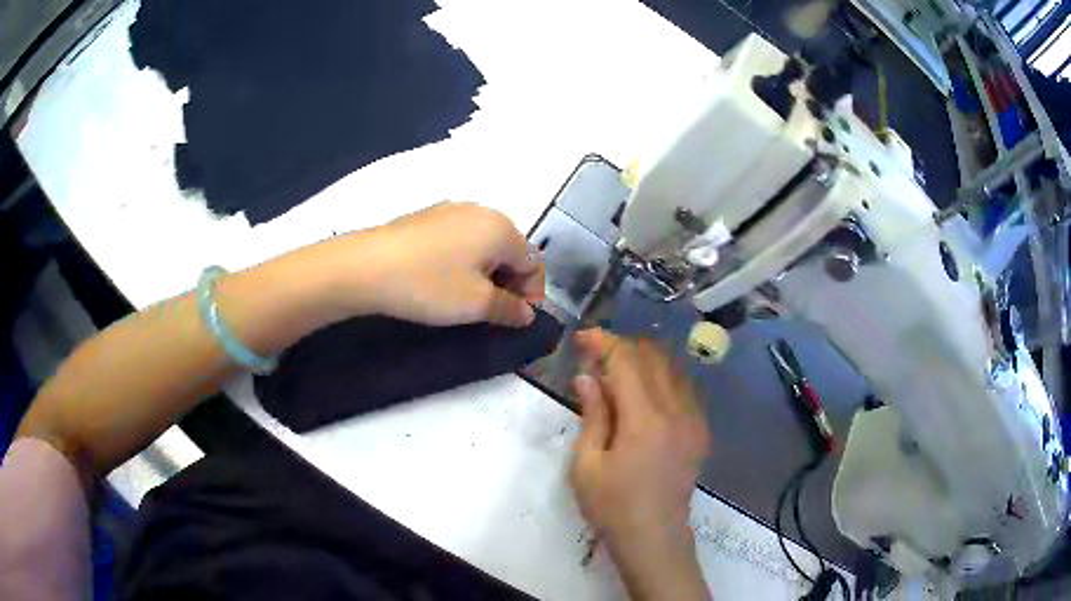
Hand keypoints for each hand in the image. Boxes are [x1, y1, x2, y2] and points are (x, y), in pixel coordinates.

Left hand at [328, 202, 544, 326]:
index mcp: (502, 228)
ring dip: (486, 272)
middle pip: (511, 249)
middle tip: (490, 311)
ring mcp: (452, 209)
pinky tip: (441, 278)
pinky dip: (462, 260)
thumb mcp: (476, 304)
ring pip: (484, 244)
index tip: (514, 318)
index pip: (534, 262)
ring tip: (465, 297)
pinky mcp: (427, 216)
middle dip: (509, 282)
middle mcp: (482, 211)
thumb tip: (528, 313)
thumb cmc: (429, 285)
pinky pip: (459, 238)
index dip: (531, 293)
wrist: (366, 266)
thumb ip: (510, 309)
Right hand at [569, 329, 710, 599]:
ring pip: (672, 369)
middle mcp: (677, 412)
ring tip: (617, 372)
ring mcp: (694, 420)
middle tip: (595, 356)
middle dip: (623, 347)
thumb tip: (587, 377)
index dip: (603, 342)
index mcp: (645, 420)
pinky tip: (644, 393)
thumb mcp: (586, 465)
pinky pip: (684, 388)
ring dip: (644, 361)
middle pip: (653, 358)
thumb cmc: (612, 507)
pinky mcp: (700, 431)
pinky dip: (662, 378)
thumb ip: (592, 415)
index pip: (627, 361)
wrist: (654, 538)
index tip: (582, 339)